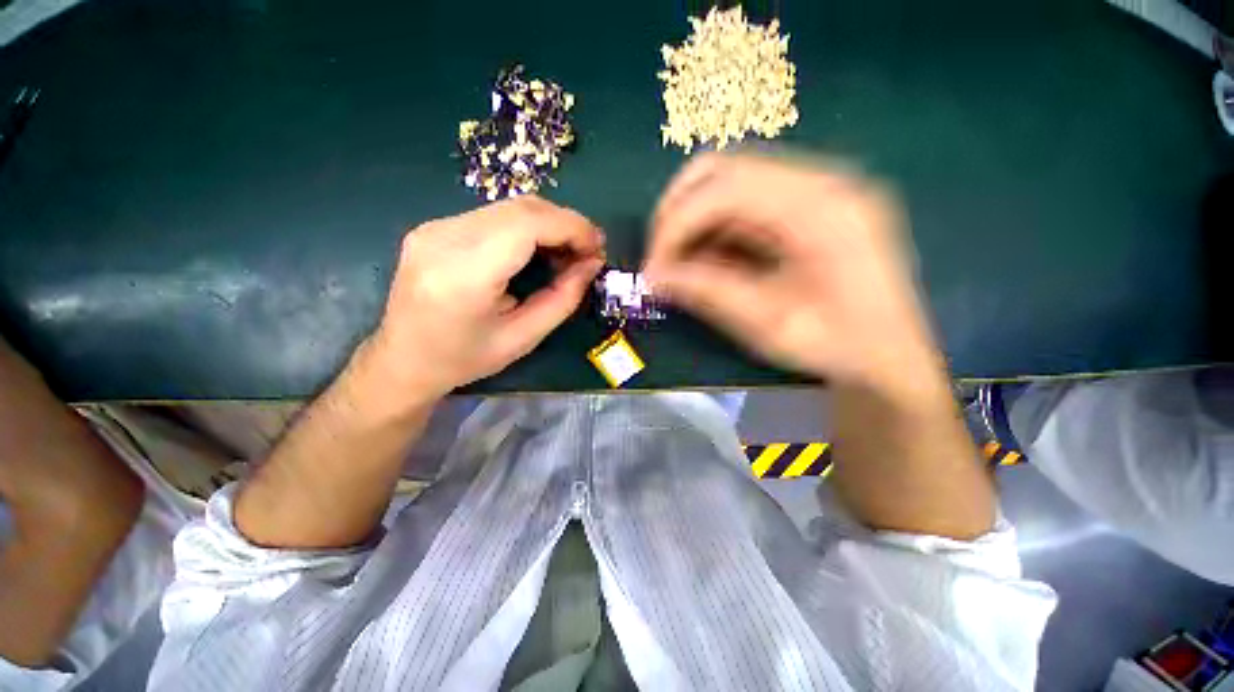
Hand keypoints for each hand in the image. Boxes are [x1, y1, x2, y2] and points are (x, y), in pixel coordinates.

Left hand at [359, 196, 604, 410]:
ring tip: (566, 254)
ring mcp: (434, 227)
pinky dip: (526, 227)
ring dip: (548, 225)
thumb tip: (592, 264)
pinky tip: (536, 251)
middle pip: (521, 209)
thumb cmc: (465, 358)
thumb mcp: (524, 338)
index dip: (572, 227)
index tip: (598, 247)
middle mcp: (443, 238)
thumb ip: (563, 299)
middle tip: (587, 253)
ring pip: (509, 207)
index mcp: (464, 274)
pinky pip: (494, 216)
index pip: (527, 224)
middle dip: (565, 224)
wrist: (403, 359)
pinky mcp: (435, 227)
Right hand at [645, 152, 938, 391]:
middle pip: (725, 168)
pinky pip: (747, 200)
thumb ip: (709, 293)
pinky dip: (716, 226)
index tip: (653, 268)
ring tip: (681, 262)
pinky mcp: (810, 203)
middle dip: (678, 211)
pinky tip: (709, 259)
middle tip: (661, 256)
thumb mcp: (768, 325)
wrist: (890, 355)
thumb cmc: (838, 347)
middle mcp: (822, 181)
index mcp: (821, 209)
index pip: (725, 190)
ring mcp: (818, 187)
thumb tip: (653, 277)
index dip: (676, 225)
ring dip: (694, 218)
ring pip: (731, 179)